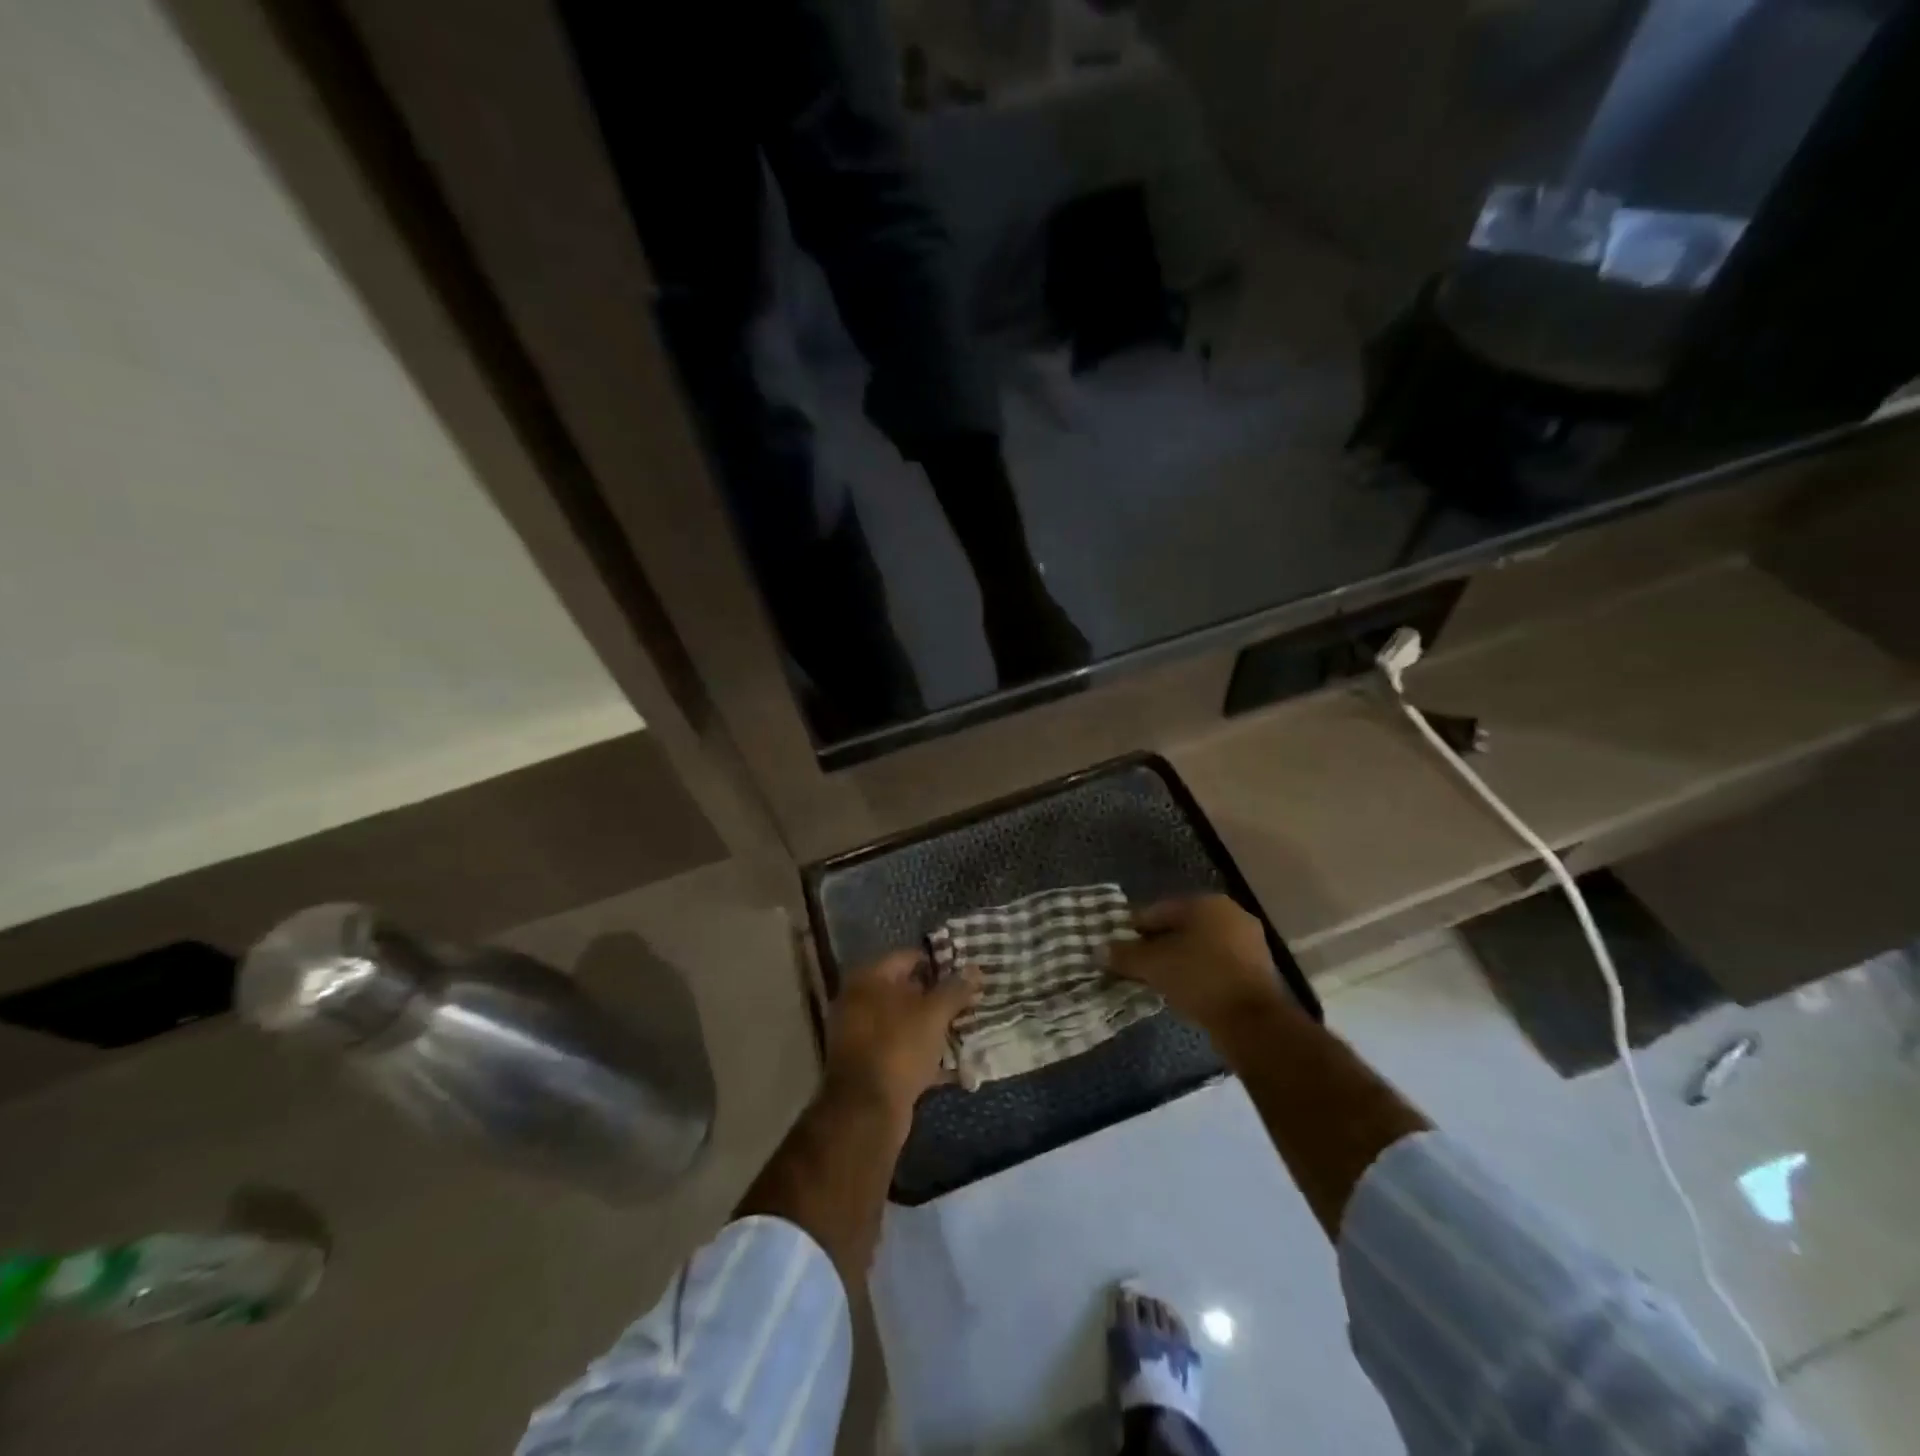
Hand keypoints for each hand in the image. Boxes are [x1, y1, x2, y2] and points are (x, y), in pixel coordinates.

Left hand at [824, 951, 979, 1117]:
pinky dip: (925, 1054)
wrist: (865, 1111)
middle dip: (939, 997)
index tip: (966, 973)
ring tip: (967, 1029)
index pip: (909, 957)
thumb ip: (955, 989)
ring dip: (934, 1027)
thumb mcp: (933, 1014)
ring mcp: (861, 1035)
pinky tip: (956, 1065)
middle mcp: (858, 1001)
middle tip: (970, 1001)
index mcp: (868, 979)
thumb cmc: (898, 1047)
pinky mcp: (869, 1065)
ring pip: (906, 1022)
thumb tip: (975, 969)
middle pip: (906, 990)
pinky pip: (902, 1050)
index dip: (940, 963)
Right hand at [1109, 894, 1289, 1031]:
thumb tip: (1099, 950)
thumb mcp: (1154, 966)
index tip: (1118, 947)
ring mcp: (1248, 941)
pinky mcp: (1258, 969)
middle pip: (1181, 926)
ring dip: (1178, 959)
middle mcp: (1230, 914)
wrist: (1254, 1022)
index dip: (1134, 928)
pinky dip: (1199, 972)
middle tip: (1135, 964)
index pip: (1158, 910)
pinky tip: (1184, 989)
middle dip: (1157, 944)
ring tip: (1157, 979)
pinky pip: (1217, 963)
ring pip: (1200, 946)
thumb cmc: (1200, 978)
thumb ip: (1125, 955)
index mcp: (1206, 903)